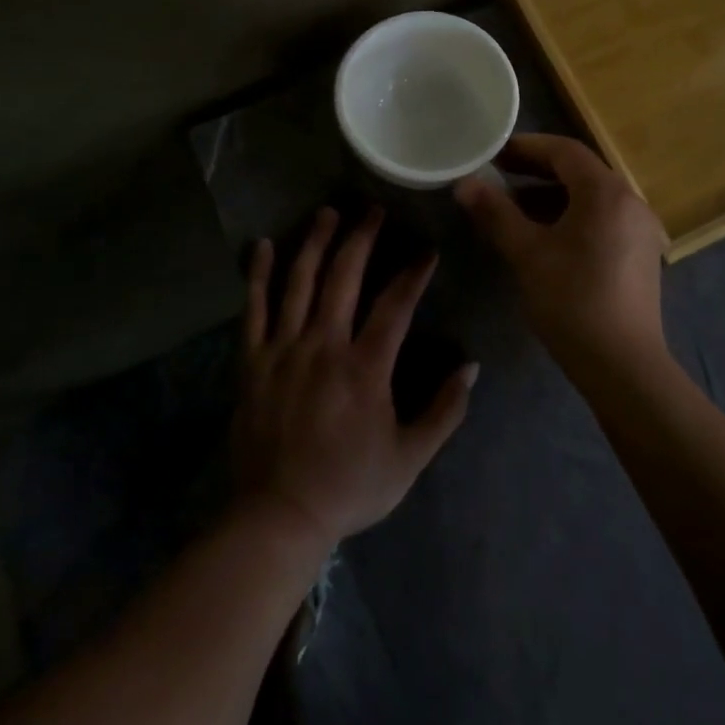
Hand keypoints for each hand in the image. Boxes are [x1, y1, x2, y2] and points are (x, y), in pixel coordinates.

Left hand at [231, 206, 476, 548]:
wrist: (279, 516)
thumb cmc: (350, 486)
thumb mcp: (411, 457)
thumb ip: (445, 411)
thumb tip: (471, 366)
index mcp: (365, 366)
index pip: (396, 304)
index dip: (414, 272)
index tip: (427, 249)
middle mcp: (324, 345)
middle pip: (344, 276)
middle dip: (362, 237)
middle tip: (372, 209)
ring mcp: (284, 349)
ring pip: (300, 281)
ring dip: (315, 242)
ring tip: (328, 212)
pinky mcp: (253, 360)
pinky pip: (254, 308)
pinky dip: (259, 274)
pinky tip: (264, 244)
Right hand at [453, 134, 667, 374]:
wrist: (623, 365)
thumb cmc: (572, 301)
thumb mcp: (527, 253)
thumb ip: (495, 213)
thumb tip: (464, 184)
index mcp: (606, 192)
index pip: (564, 151)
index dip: (526, 147)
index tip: (493, 154)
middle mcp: (629, 201)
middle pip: (579, 171)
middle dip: (536, 171)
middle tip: (498, 176)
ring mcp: (640, 228)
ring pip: (590, 197)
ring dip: (551, 195)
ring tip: (512, 207)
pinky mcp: (640, 253)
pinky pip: (601, 218)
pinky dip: (571, 216)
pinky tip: (544, 236)